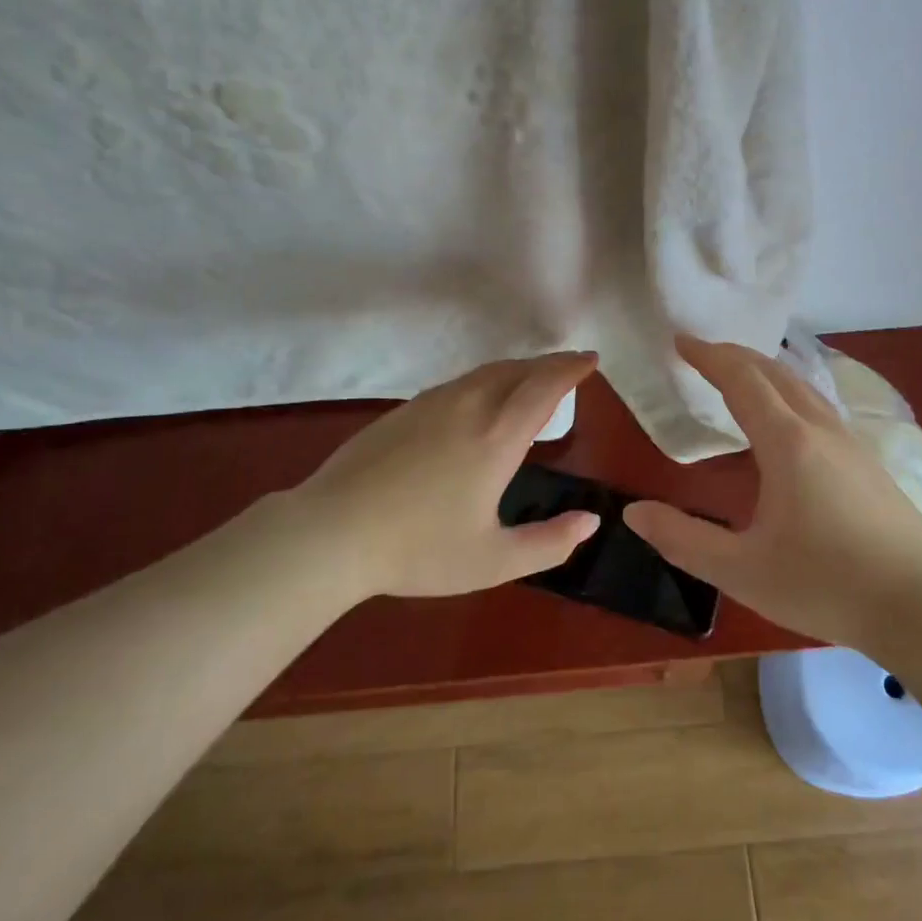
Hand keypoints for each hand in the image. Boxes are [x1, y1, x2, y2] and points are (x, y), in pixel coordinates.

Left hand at [288, 352, 601, 600]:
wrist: (331, 532)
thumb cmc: (418, 549)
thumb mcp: (493, 561)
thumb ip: (549, 543)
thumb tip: (591, 521)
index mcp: (496, 437)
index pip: (544, 387)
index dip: (570, 369)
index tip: (591, 359)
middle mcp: (468, 407)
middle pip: (517, 370)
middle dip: (549, 364)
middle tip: (570, 365)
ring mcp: (430, 405)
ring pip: (484, 373)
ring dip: (517, 370)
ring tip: (532, 380)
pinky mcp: (403, 412)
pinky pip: (458, 384)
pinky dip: (486, 381)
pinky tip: (479, 402)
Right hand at [624, 337, 921, 647]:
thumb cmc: (826, 585)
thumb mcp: (742, 570)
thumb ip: (683, 539)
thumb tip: (633, 513)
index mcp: (787, 443)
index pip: (741, 379)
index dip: (708, 356)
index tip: (680, 341)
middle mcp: (820, 429)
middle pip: (774, 372)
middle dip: (735, 355)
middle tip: (702, 353)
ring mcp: (851, 443)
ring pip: (802, 387)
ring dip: (765, 372)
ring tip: (739, 377)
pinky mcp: (868, 462)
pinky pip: (819, 406)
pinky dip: (788, 393)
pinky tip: (786, 422)